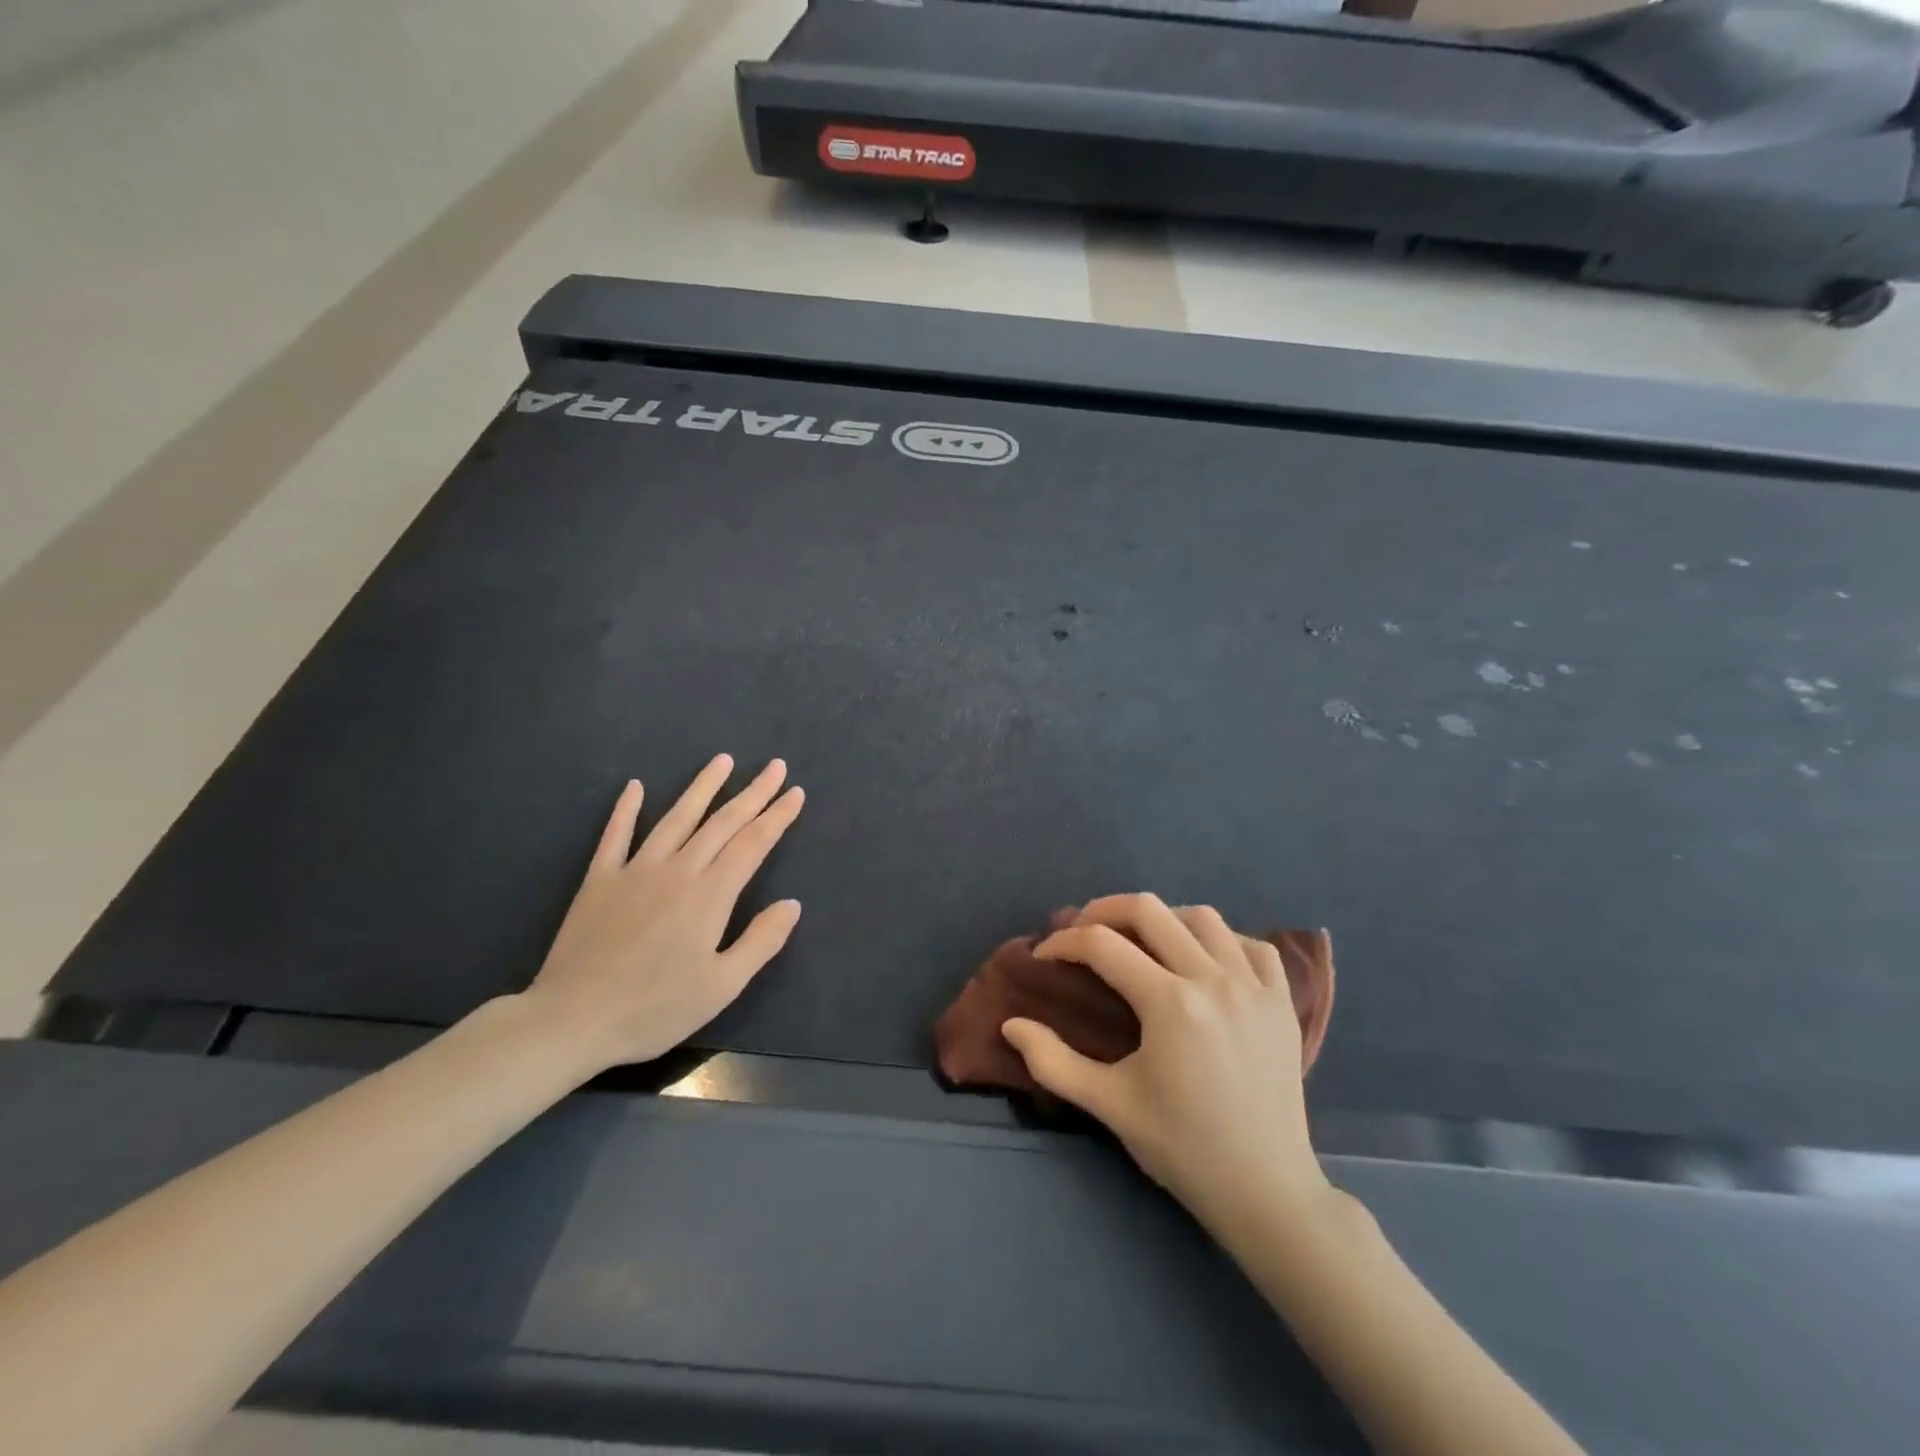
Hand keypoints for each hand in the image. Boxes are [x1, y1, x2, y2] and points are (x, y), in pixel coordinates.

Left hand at [522, 755, 804, 1073]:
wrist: (572, 1019)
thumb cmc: (655, 1008)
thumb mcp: (722, 986)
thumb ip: (760, 941)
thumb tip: (792, 904)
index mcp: (710, 895)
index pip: (753, 844)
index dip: (777, 817)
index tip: (795, 792)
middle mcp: (677, 870)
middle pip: (722, 823)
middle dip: (753, 793)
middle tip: (774, 766)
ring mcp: (635, 870)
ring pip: (676, 818)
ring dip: (702, 787)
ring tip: (722, 760)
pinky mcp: (599, 880)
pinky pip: (616, 835)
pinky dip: (626, 809)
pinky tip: (635, 786)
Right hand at [1002, 893, 1329, 1225]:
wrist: (1265, 1191)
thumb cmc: (1183, 1148)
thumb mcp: (1109, 1105)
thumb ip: (1052, 1061)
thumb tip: (1010, 1025)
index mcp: (1169, 1003)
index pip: (1102, 945)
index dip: (1063, 942)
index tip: (1044, 955)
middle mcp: (1213, 979)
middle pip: (1149, 910)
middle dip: (1103, 911)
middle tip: (1082, 933)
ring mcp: (1254, 986)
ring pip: (1202, 917)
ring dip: (1162, 919)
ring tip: (1141, 941)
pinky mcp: (1282, 1001)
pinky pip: (1252, 944)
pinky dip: (1223, 940)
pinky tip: (1204, 961)